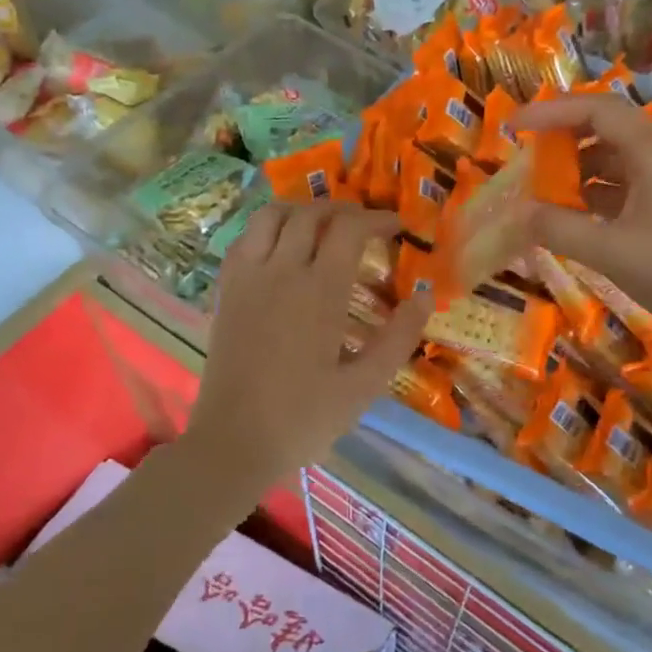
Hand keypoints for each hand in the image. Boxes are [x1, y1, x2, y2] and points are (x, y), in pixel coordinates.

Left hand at [181, 202, 431, 486]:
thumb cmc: (304, 418)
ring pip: (271, 216)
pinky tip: (283, 249)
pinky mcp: (226, 291)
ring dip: (302, 210)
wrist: (233, 442)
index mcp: (319, 291)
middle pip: (311, 213)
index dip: (377, 219)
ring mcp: (247, 278)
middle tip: (366, 226)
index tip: (397, 227)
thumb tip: (425, 296)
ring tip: (324, 227)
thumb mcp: (365, 385)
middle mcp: (281, 271)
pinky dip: (269, 229)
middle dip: (344, 209)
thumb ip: (399, 337)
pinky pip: (245, 239)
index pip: (349, 229)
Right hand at [510, 93, 651, 343]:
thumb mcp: (609, 250)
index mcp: (650, 152)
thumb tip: (519, 212)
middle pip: (606, 128)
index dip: (552, 111)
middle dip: (563, 137)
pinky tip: (572, 216)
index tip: (515, 126)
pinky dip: (593, 194)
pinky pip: (622, 187)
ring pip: (614, 159)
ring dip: (578, 168)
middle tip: (529, 155)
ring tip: (544, 190)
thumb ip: (559, 228)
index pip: (597, 109)